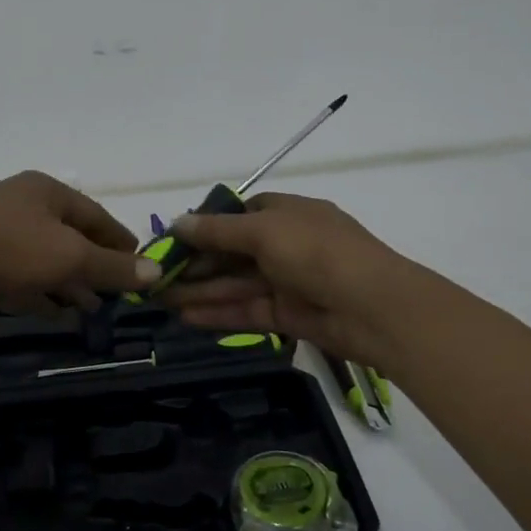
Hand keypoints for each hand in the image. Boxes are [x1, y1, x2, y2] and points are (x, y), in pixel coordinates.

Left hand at [0, 171, 158, 314]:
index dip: (121, 243)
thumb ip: (112, 266)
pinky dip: (38, 289)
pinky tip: (49, 311)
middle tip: (114, 295)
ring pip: (43, 256)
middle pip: (70, 236)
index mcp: (48, 191)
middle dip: (93, 267)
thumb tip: (156, 273)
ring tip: (87, 309)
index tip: (140, 269)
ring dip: (67, 283)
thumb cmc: (8, 248)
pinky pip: (18, 271)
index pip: (97, 216)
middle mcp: (24, 202)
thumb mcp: (69, 257)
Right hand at [162, 192, 426, 366]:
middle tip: (157, 276)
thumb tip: (177, 222)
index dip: (207, 226)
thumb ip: (218, 230)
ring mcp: (288, 281)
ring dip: (200, 290)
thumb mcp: (264, 231)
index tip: (174, 239)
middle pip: (233, 252)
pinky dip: (218, 312)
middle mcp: (287, 244)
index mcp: (287, 213)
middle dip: (196, 263)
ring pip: (236, 284)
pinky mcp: (288, 315)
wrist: (373, 308)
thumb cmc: (317, 253)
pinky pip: (246, 310)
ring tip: (160, 300)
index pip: (240, 215)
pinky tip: (185, 316)